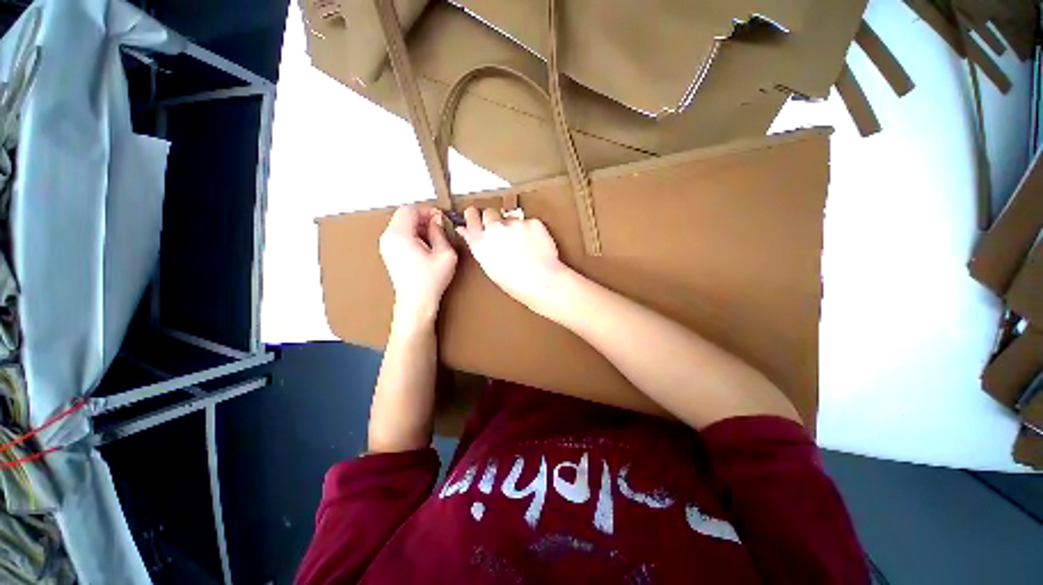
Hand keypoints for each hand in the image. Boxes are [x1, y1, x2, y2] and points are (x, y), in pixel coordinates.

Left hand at [380, 206, 457, 326]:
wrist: (417, 301)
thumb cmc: (430, 280)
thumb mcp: (445, 253)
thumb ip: (440, 232)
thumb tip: (437, 220)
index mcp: (399, 235)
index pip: (410, 210)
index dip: (427, 211)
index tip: (440, 219)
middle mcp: (388, 237)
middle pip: (404, 216)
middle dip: (423, 218)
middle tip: (438, 228)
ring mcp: (386, 246)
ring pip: (401, 224)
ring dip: (418, 226)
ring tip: (433, 239)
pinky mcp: (389, 253)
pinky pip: (399, 235)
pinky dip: (412, 235)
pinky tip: (425, 247)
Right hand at [456, 207, 571, 318]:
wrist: (540, 281)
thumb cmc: (515, 282)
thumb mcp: (489, 267)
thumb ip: (477, 245)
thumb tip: (465, 231)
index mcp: (480, 242)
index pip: (471, 217)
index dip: (474, 215)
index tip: (475, 214)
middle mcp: (495, 228)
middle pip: (490, 212)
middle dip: (494, 219)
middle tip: (502, 233)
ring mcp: (514, 223)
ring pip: (511, 218)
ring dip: (514, 227)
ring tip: (523, 247)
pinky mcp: (532, 222)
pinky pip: (529, 222)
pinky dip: (532, 231)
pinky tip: (535, 246)